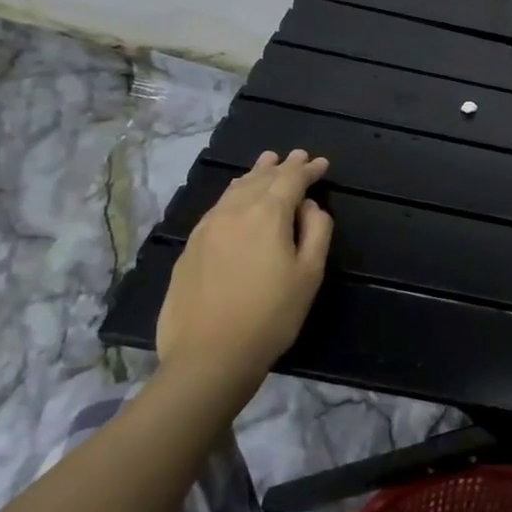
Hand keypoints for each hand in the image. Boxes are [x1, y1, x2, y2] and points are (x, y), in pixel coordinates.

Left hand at [155, 149, 332, 388]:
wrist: (209, 355)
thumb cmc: (271, 315)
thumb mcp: (309, 274)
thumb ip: (316, 231)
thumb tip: (309, 206)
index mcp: (267, 213)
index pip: (291, 179)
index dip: (308, 169)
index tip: (322, 163)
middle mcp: (233, 211)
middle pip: (260, 178)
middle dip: (281, 166)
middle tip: (297, 156)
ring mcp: (206, 228)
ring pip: (234, 190)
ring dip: (254, 175)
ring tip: (266, 164)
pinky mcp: (190, 248)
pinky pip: (217, 207)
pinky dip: (234, 194)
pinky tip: (236, 199)